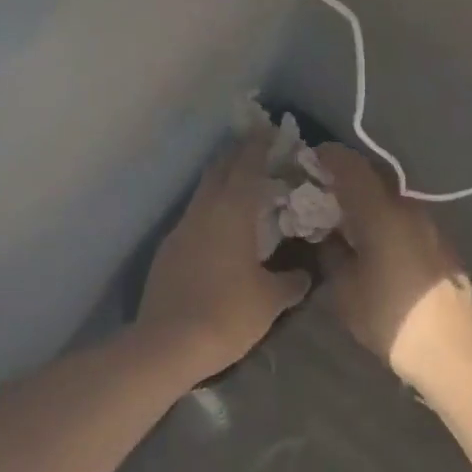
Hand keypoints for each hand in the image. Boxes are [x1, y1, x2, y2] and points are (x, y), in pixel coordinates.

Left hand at [136, 133, 312, 383]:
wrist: (167, 344)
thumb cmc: (227, 314)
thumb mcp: (270, 300)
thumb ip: (290, 281)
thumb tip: (304, 274)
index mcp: (232, 211)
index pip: (247, 165)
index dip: (259, 144)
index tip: (270, 128)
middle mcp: (204, 210)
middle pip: (219, 170)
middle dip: (238, 155)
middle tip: (258, 150)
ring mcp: (181, 229)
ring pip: (204, 193)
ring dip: (223, 182)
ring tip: (244, 188)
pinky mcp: (168, 250)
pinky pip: (194, 217)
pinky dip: (211, 210)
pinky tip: (222, 229)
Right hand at [315, 144, 471, 391]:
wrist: (454, 350)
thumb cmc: (391, 319)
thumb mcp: (346, 290)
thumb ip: (332, 253)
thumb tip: (326, 234)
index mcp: (382, 214)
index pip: (351, 167)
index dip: (329, 157)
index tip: (309, 158)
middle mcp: (408, 209)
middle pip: (374, 178)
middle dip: (347, 178)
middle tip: (322, 190)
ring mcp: (430, 225)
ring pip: (391, 198)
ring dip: (368, 200)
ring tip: (347, 218)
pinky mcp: (441, 243)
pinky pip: (405, 218)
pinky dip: (386, 218)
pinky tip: (375, 240)